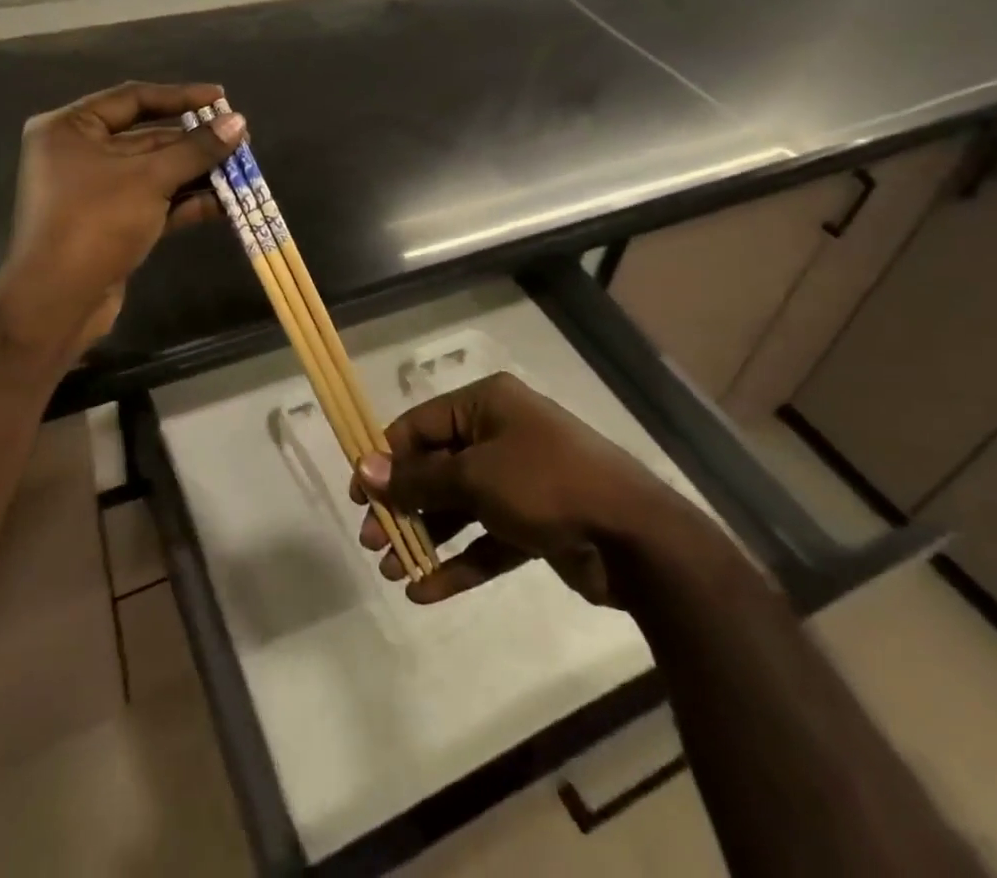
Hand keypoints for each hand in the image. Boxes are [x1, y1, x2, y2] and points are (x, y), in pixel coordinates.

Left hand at [0, 81, 243, 358]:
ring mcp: (95, 192)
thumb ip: (195, 149)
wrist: (57, 302)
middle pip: (146, 137)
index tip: (221, 98)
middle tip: (239, 138)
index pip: (132, 98)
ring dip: (196, 173)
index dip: (180, 97)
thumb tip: (238, 123)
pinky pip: (154, 202)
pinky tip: (225, 203)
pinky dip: (186, 201)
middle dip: (194, 141)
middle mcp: (79, 154)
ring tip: (242, 169)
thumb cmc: (95, 222)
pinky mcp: (111, 224)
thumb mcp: (149, 179)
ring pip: (154, 172)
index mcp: (69, 128)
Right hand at [353, 371, 720, 605]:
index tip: (359, 496)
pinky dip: (458, 562)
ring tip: (391, 569)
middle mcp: (500, 435)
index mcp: (486, 405)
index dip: (386, 458)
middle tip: (372, 541)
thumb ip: (419, 478)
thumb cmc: (548, 484)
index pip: (420, 425)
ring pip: (458, 507)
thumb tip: (366, 469)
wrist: (637, 539)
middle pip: (436, 468)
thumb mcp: (476, 476)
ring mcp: (518, 481)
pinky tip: (425, 591)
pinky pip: (485, 539)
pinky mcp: (533, 524)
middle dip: (403, 505)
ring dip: (425, 536)